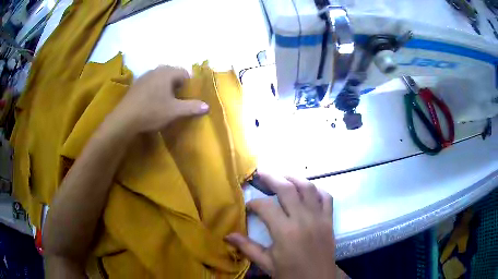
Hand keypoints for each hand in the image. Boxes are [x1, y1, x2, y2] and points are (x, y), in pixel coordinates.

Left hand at [113, 65, 208, 132]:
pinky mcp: (136, 84)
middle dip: (177, 84)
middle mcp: (156, 70)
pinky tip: (152, 101)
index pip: (184, 73)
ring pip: (160, 78)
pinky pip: (151, 82)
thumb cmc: (152, 111)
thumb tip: (207, 106)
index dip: (189, 84)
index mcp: (167, 73)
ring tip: (165, 101)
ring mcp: (144, 76)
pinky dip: (155, 89)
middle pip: (172, 73)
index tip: (188, 96)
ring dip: (166, 86)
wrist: (125, 118)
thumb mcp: (174, 111)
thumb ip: (192, 107)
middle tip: (178, 99)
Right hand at [225, 173, 335, 278]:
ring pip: (308, 188)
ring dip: (294, 178)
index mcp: (285, 232)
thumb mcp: (266, 263)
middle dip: (272, 178)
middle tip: (261, 173)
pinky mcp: (329, 220)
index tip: (248, 206)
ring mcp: (319, 218)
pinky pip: (326, 197)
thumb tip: (227, 236)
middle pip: (287, 189)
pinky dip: (317, 190)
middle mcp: (303, 219)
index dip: (254, 203)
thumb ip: (247, 247)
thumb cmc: (290, 274)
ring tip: (282, 177)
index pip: (265, 207)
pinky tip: (308, 190)